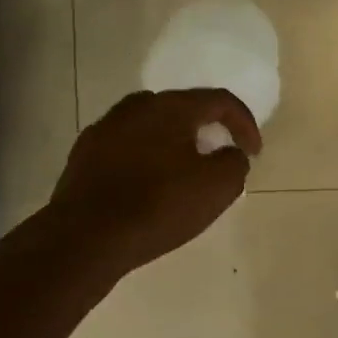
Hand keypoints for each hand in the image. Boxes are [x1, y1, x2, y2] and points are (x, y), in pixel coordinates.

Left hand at [50, 89, 261, 276]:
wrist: (85, 237)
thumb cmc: (158, 205)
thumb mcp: (218, 187)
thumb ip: (234, 162)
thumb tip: (229, 154)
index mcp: (170, 107)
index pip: (219, 100)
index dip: (244, 124)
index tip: (253, 152)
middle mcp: (135, 107)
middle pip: (182, 110)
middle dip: (206, 131)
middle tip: (218, 158)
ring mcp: (104, 130)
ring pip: (151, 128)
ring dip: (173, 145)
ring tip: (183, 174)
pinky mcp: (84, 156)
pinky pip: (126, 149)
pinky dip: (145, 161)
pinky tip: (148, 188)